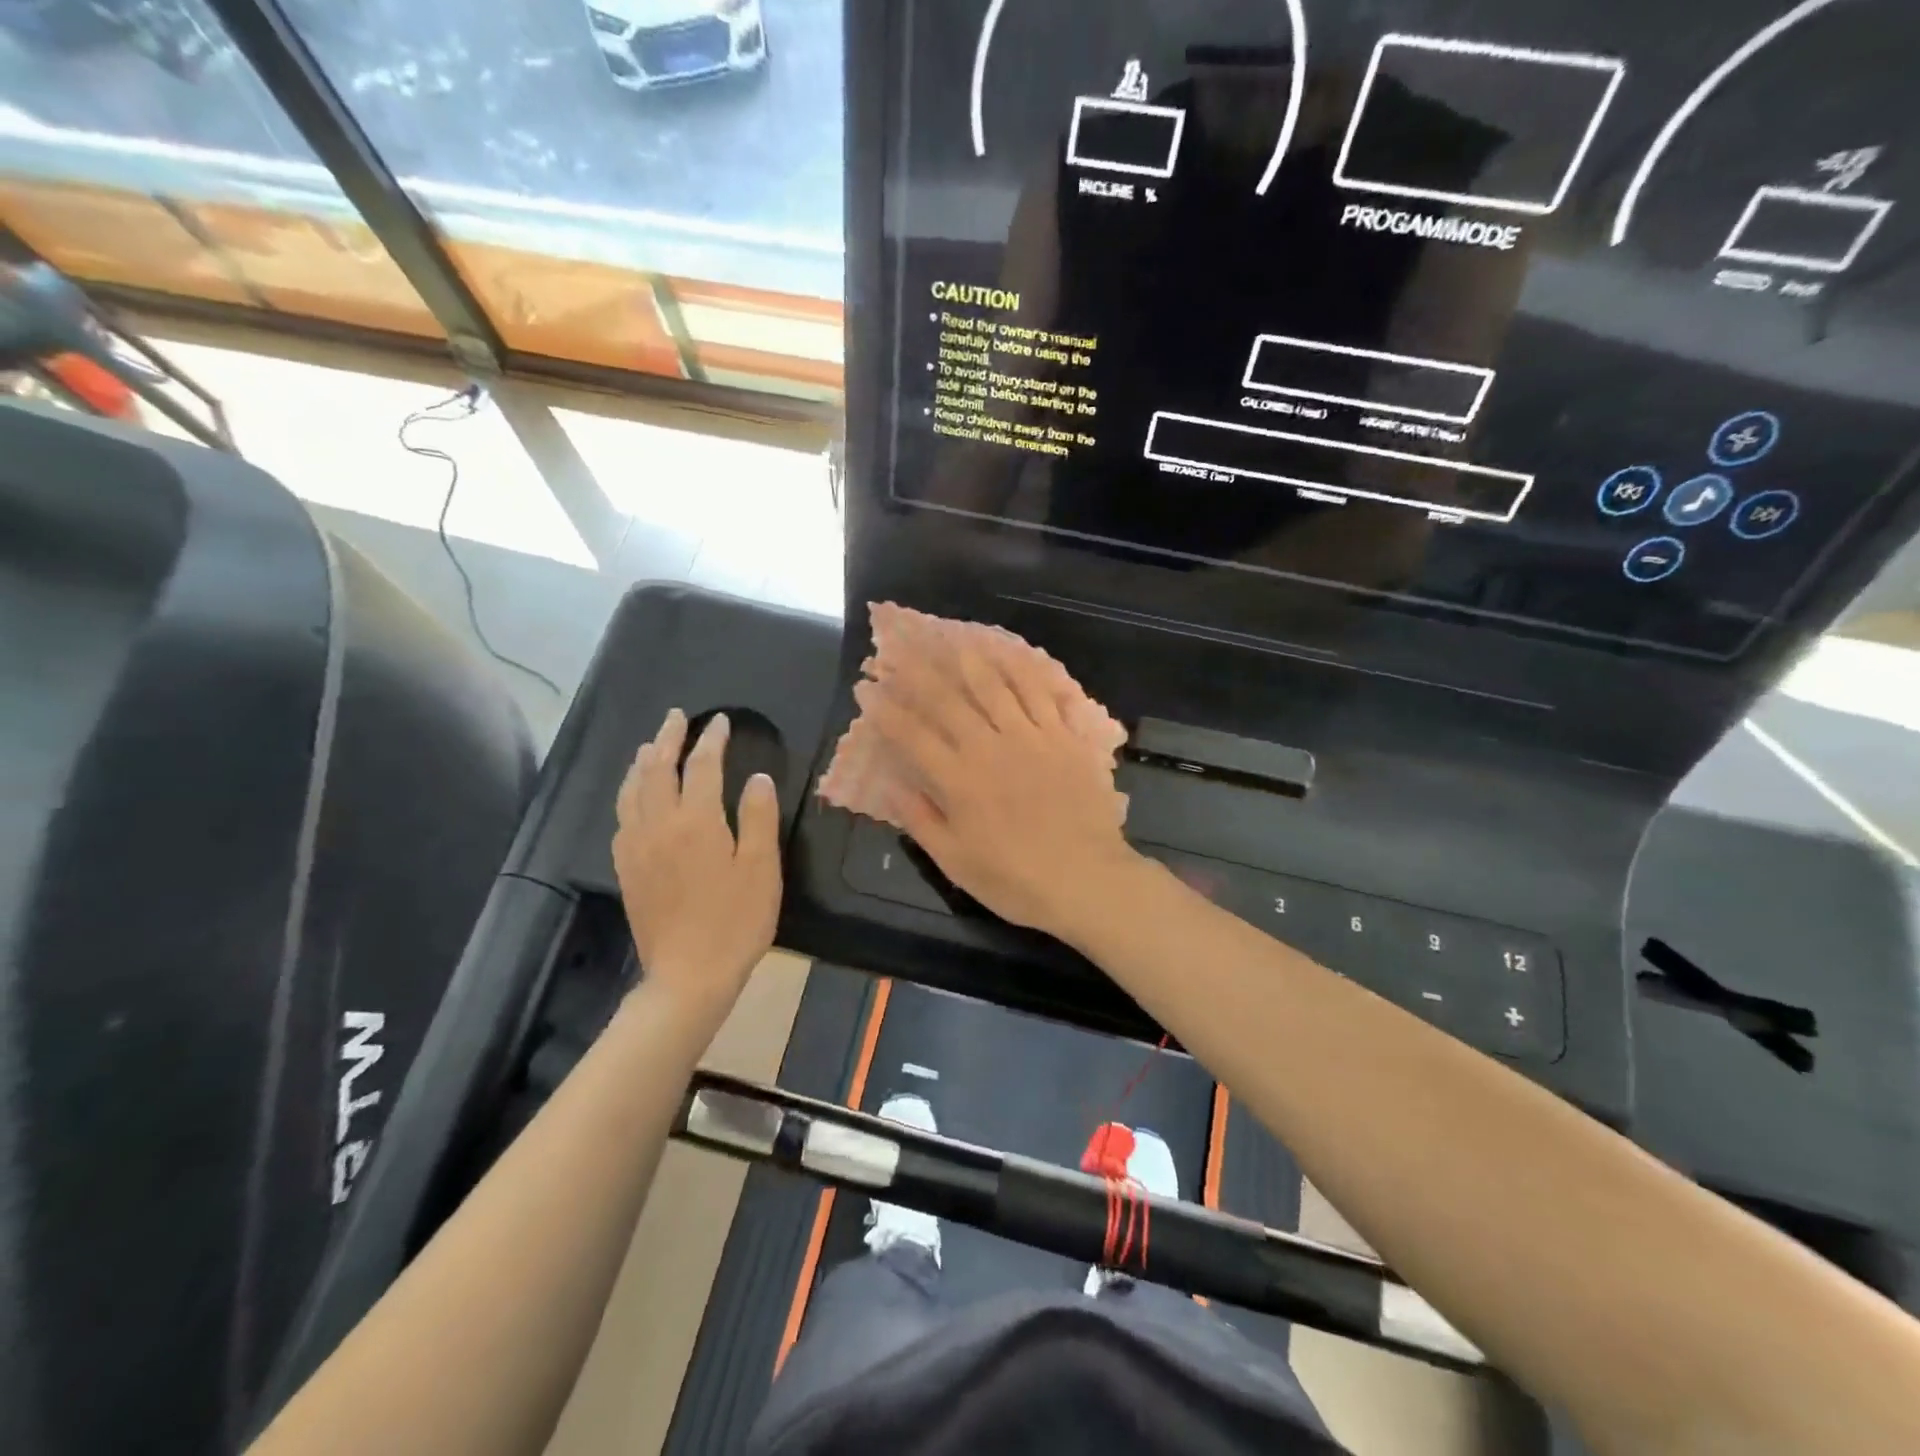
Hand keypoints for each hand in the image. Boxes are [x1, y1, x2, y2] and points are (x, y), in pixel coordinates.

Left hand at [613, 710, 781, 1030]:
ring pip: (632, 792)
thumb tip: (757, 778)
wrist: (688, 976)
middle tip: (677, 717)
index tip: (721, 721)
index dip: (712, 740)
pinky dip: (629, 795)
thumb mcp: (762, 868)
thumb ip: (759, 817)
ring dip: (642, 763)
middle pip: (658, 769)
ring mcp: (636, 848)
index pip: (702, 766)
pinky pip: (622, 818)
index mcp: (696, 822)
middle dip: (668, 739)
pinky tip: (635, 798)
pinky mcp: (627, 870)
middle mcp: (659, 826)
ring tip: (649, 746)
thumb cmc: (736, 921)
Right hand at [854, 634, 1138, 940]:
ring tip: (951, 640)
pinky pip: (1041, 693)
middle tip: (899, 647)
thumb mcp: (956, 862)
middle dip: (918, 672)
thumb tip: (893, 786)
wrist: (1087, 879)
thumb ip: (922, 820)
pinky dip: (1023, 670)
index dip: (885, 710)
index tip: (866, 688)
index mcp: (958, 780)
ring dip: (968, 660)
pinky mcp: (1064, 736)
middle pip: (947, 700)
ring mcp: (1029, 737)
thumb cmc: (1016, 880)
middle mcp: (988, 748)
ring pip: (994, 686)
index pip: (911, 735)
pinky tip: (1011, 655)